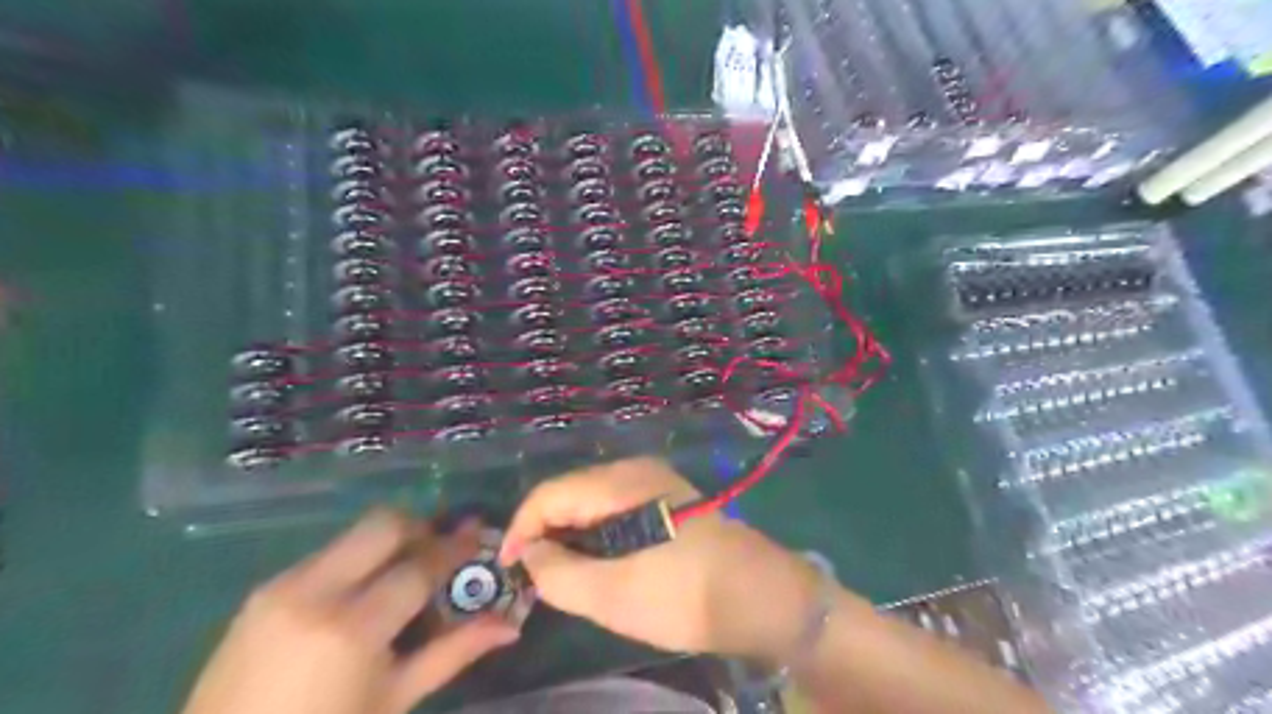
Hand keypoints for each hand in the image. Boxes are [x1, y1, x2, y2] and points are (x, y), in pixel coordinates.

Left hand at [181, 507, 518, 712]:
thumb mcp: (394, 700)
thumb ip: (453, 653)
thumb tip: (509, 625)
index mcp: (352, 629)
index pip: (419, 565)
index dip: (454, 547)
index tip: (479, 534)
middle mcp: (315, 592)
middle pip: (384, 524)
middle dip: (421, 526)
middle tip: (441, 548)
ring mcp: (282, 587)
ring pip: (354, 534)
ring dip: (389, 541)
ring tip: (406, 570)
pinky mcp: (263, 591)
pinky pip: (326, 554)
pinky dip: (358, 559)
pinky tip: (364, 592)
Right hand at [496, 457, 813, 664]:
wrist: (762, 595)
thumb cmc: (685, 595)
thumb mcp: (613, 595)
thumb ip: (558, 574)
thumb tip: (529, 553)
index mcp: (620, 483)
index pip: (549, 494)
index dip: (520, 528)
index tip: (508, 568)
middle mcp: (635, 469)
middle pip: (570, 492)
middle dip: (545, 531)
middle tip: (533, 576)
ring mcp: (654, 480)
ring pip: (592, 500)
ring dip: (570, 533)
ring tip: (561, 573)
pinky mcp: (667, 497)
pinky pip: (615, 507)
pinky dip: (596, 532)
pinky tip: (598, 560)